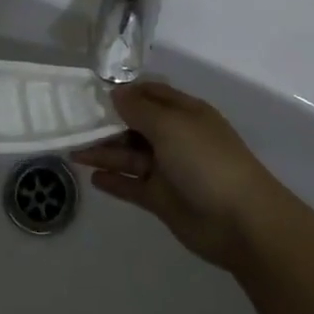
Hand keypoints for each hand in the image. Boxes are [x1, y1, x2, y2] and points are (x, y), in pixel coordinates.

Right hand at [71, 80, 288, 273]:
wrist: (240, 221)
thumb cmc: (206, 161)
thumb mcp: (171, 125)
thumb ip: (139, 109)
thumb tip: (116, 93)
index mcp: (184, 113)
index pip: (149, 94)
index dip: (123, 93)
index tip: (91, 93)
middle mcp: (175, 137)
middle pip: (136, 125)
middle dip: (108, 123)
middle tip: (73, 124)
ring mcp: (169, 169)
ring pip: (130, 155)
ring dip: (104, 152)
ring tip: (73, 150)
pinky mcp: (163, 200)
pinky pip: (133, 185)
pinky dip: (114, 181)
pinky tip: (92, 178)